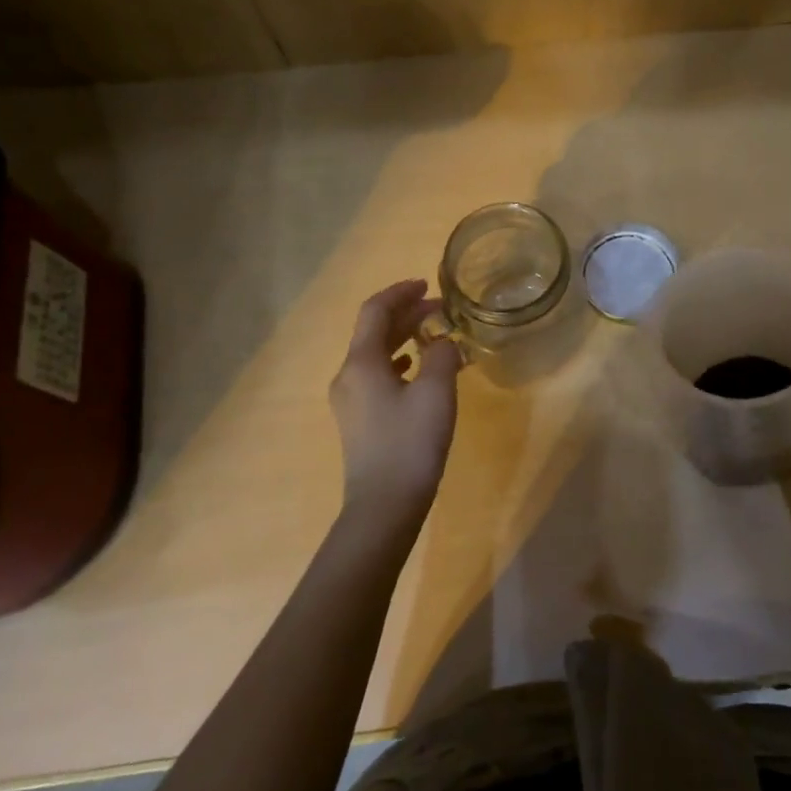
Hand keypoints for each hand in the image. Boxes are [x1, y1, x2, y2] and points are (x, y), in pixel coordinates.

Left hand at [328, 280, 462, 529]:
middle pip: (373, 331)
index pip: (375, 311)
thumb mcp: (436, 392)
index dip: (400, 293)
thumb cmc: (410, 442)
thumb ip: (441, 356)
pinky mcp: (359, 420)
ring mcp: (350, 400)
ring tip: (434, 335)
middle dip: (406, 314)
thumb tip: (443, 342)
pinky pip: (377, 376)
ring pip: (375, 354)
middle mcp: (348, 375)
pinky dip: (398, 362)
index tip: (427, 285)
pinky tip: (416, 369)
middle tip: (440, 309)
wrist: (384, 505)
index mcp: (361, 362)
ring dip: (403, 337)